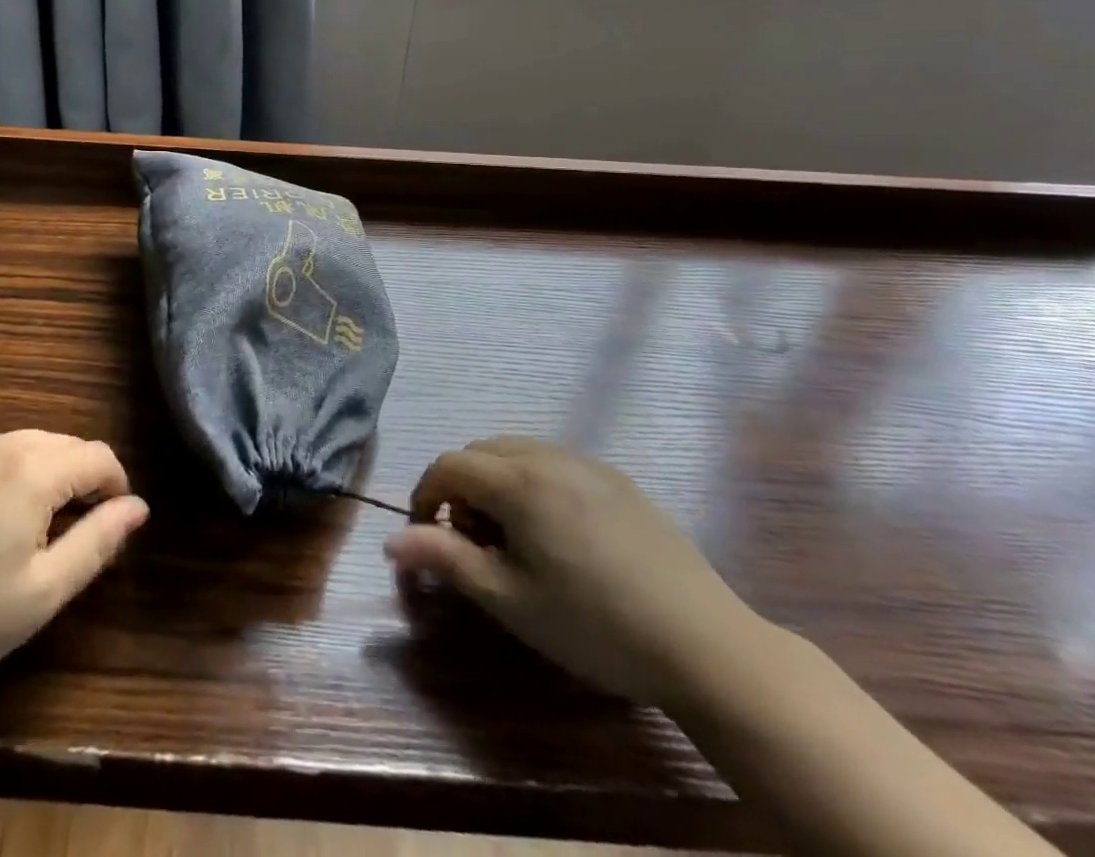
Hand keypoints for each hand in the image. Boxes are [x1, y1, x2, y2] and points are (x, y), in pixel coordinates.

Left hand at [0, 429, 148, 709]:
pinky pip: (1, 454)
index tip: (113, 529)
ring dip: (54, 474)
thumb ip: (97, 543)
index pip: (99, 457)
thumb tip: (138, 508)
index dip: (118, 488)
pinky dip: (20, 474)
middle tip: (78, 535)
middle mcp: (4, 446)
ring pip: (35, 445)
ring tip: (42, 530)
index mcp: (33, 470)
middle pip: (69, 445)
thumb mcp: (42, 592)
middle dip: (86, 480)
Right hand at [385, 437, 763, 706]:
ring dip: (497, 482)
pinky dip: (533, 482)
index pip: (449, 465)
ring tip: (513, 538)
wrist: (704, 644)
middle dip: (462, 488)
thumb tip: (391, 541)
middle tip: (473, 543)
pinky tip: (558, 532)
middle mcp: (549, 457)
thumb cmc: (593, 625)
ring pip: (518, 451)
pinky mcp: (619, 480)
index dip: (426, 496)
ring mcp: (588, 464)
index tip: (428, 538)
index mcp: (518, 481)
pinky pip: (555, 462)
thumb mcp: (510, 601)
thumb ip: (447, 561)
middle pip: (481, 451)